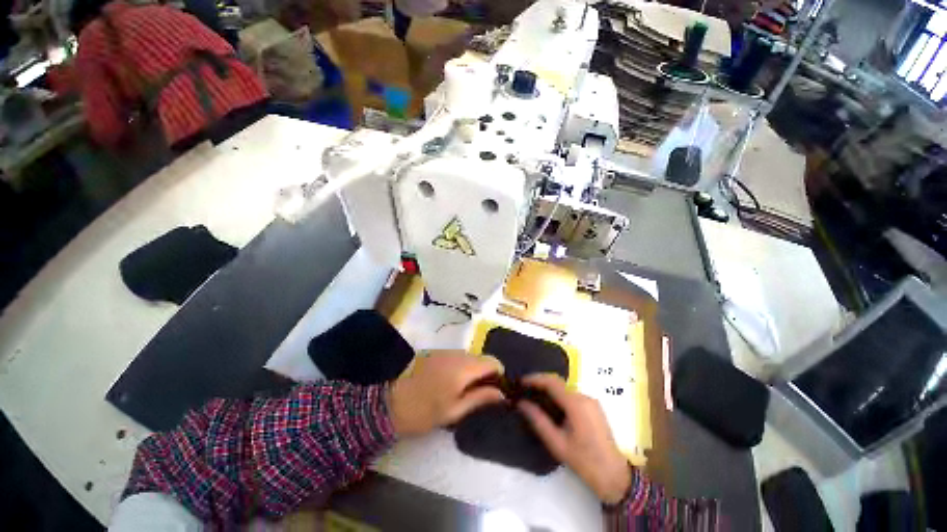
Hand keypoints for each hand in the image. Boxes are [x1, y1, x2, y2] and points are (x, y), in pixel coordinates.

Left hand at [389, 350, 504, 436]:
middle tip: (480, 393)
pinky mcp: (435, 352)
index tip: (496, 389)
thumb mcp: (454, 411)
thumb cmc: (424, 412)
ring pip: (468, 356)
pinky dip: (460, 366)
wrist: (390, 403)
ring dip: (472, 369)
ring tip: (464, 389)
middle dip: (485, 372)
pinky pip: (456, 356)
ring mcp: (444, 351)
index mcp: (464, 367)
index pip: (492, 361)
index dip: (499, 373)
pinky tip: (450, 382)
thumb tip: (502, 394)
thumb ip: (480, 398)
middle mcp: (457, 353)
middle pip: (481, 357)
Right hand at [518, 374, 630, 503]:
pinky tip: (550, 404)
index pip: (552, 382)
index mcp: (576, 404)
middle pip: (558, 382)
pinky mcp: (593, 406)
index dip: (535, 379)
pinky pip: (572, 394)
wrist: (614, 476)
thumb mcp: (557, 443)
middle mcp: (584, 397)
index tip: (520, 381)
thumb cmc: (584, 461)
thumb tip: (521, 403)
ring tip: (534, 395)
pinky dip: (558, 395)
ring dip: (549, 389)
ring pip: (565, 388)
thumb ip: (538, 420)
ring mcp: (591, 400)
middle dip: (540, 382)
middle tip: (524, 388)